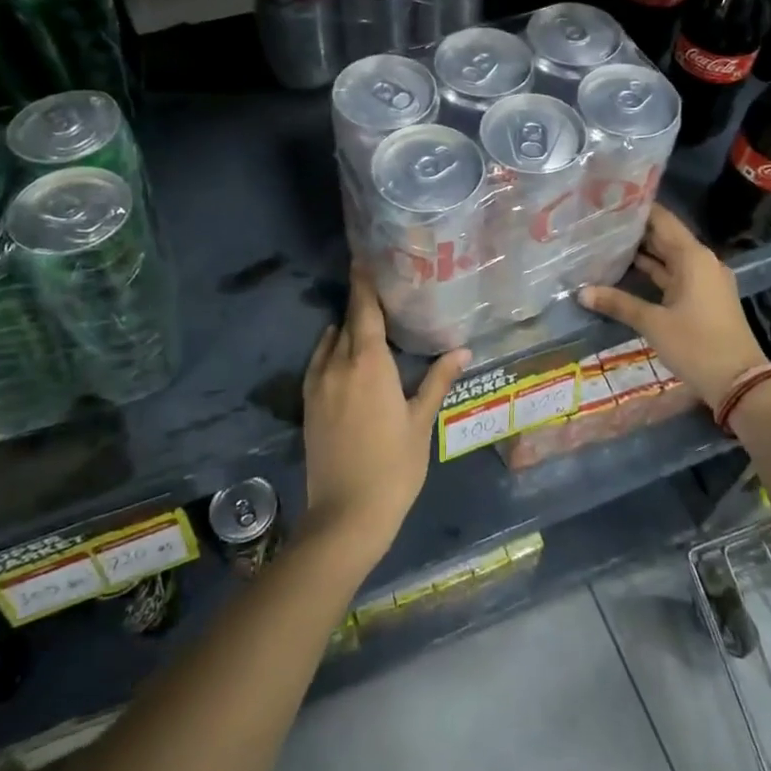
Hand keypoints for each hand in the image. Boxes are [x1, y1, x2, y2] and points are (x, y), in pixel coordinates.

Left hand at [301, 265, 469, 563]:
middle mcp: (339, 364)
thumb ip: (438, 380)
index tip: (364, 257)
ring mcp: (319, 384)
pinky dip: (330, 347)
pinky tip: (339, 348)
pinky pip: (318, 362)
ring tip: (364, 315)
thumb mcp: (421, 422)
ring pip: (331, 341)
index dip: (364, 282)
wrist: (346, 514)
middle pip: (349, 321)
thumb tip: (463, 348)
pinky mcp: (308, 403)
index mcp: (370, 363)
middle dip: (360, 300)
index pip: (366, 310)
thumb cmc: (394, 466)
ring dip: (346, 325)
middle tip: (374, 280)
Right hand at [577, 204, 768, 409]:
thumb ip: (618, 303)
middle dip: (634, 231)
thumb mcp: (653, 323)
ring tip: (604, 243)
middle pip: (664, 237)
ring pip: (667, 258)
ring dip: (641, 253)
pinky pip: (672, 276)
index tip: (608, 201)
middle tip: (598, 222)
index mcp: (693, 257)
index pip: (662, 220)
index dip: (637, 209)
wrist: (739, 382)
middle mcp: (700, 261)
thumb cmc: (697, 345)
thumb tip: (581, 292)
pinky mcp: (701, 298)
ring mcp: (703, 281)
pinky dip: (652, 273)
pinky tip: (624, 272)